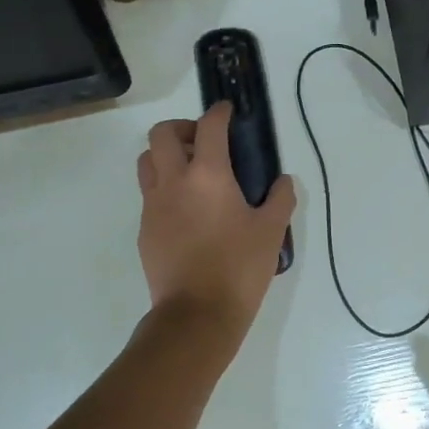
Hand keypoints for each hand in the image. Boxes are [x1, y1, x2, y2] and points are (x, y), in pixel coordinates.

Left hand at [136, 102, 296, 342]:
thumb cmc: (239, 268)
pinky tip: (187, 211)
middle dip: (182, 127)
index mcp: (208, 176)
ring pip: (147, 161)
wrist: (196, 316)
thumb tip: (283, 182)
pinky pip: (149, 195)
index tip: (227, 112)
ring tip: (191, 172)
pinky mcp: (145, 230)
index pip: (209, 127)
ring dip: (166, 155)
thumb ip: (280, 199)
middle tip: (203, 142)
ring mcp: (153, 206)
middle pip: (162, 134)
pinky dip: (164, 188)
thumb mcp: (271, 232)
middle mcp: (174, 182)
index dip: (218, 113)